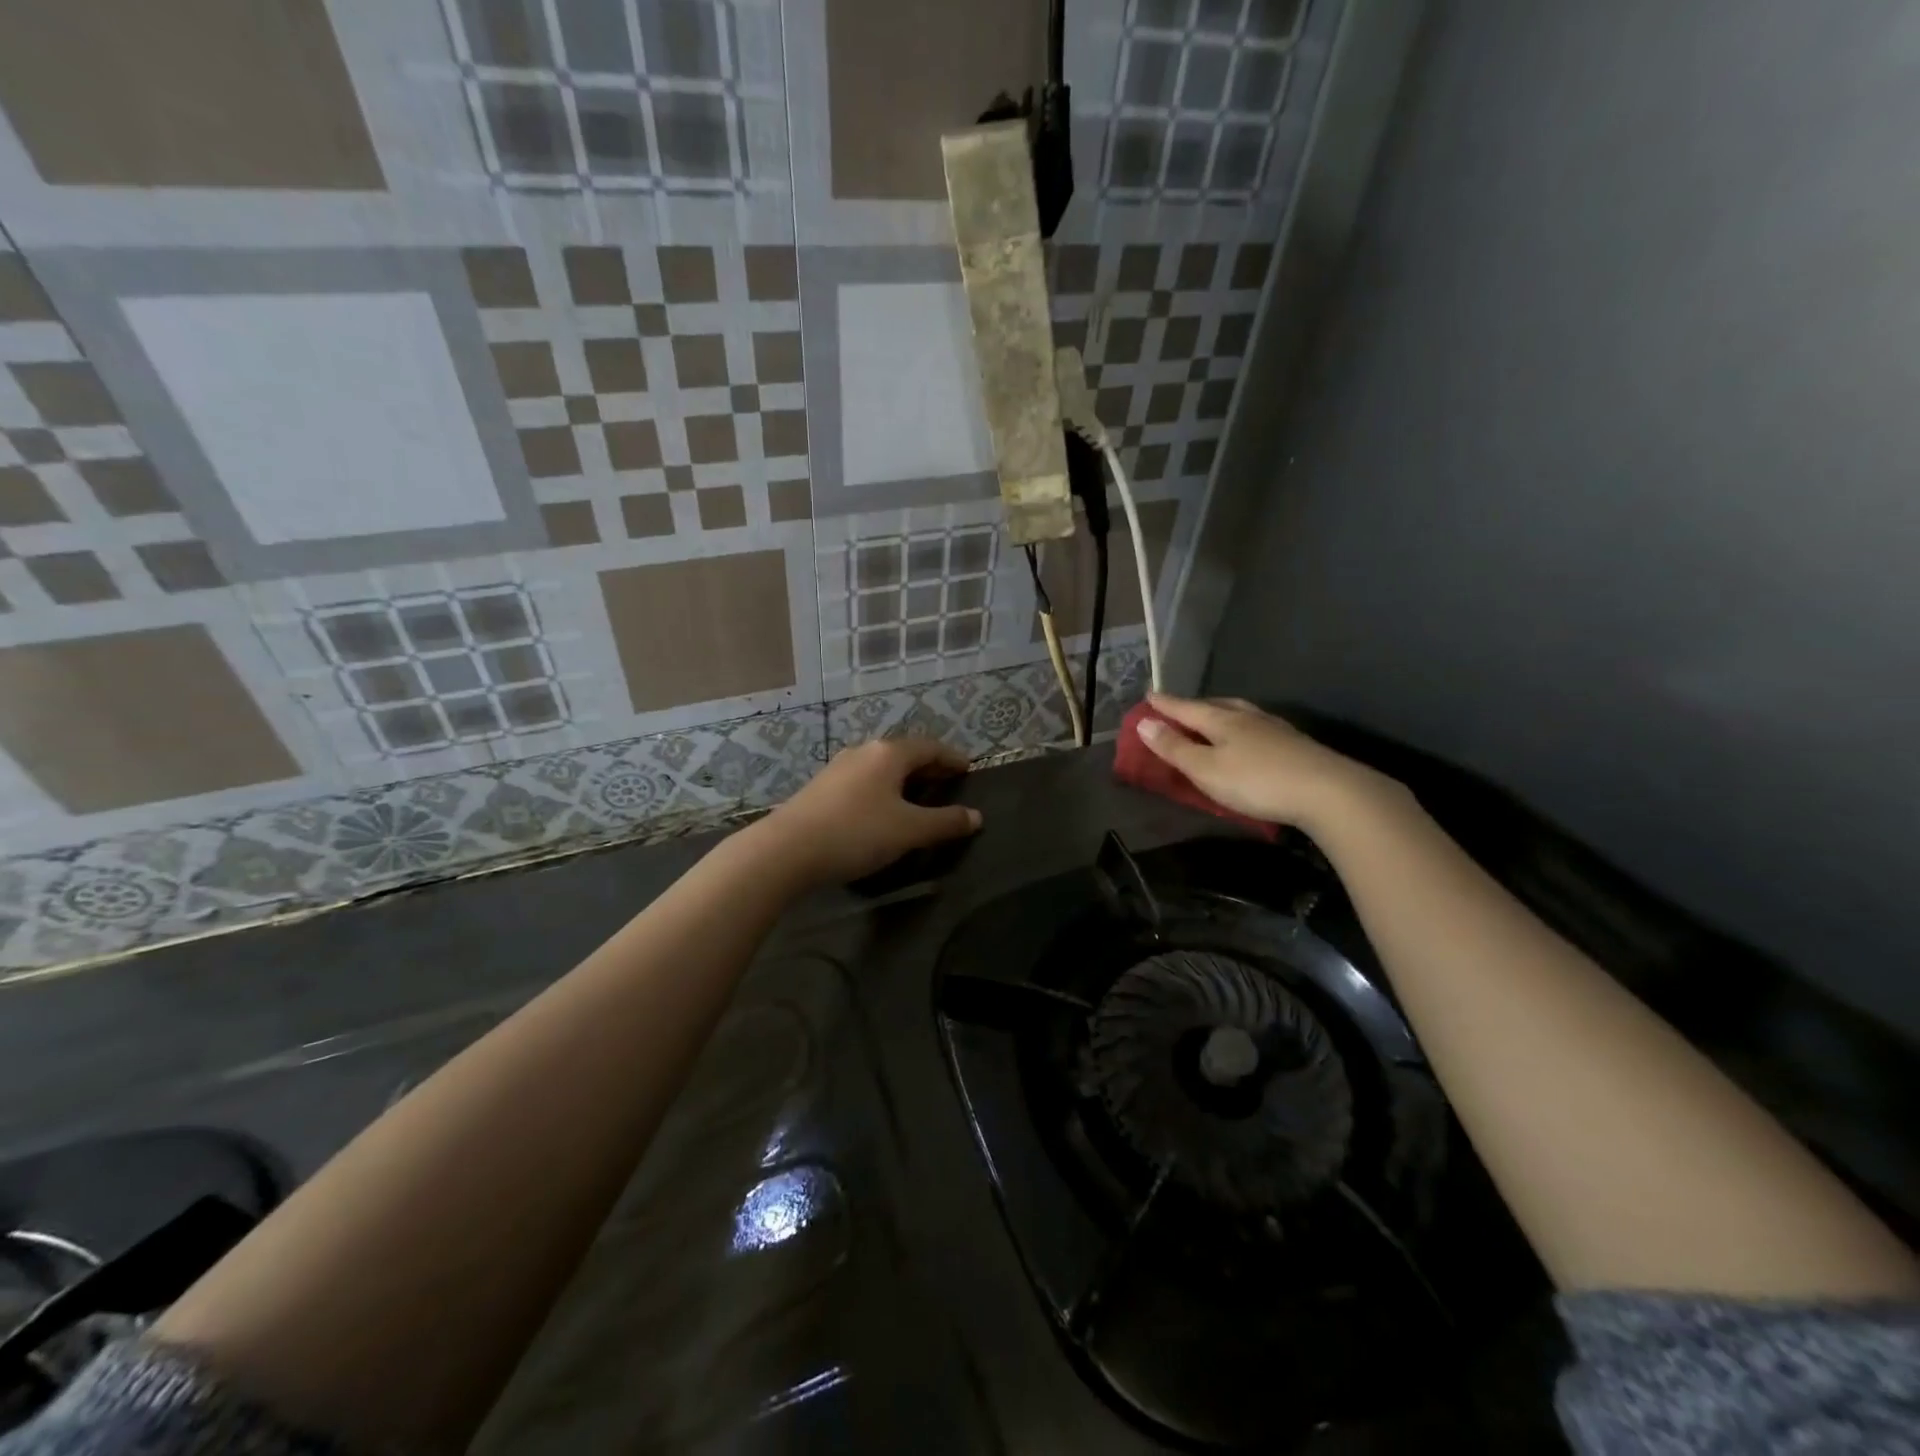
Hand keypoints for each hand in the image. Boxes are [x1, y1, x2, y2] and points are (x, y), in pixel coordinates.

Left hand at [751, 737, 981, 885]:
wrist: (786, 850)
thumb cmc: (857, 832)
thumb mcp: (909, 830)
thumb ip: (945, 822)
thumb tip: (976, 817)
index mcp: (889, 754)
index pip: (929, 747)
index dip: (951, 757)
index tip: (967, 767)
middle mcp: (863, 752)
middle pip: (904, 754)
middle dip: (928, 767)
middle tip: (948, 781)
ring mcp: (838, 768)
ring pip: (881, 767)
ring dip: (903, 778)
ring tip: (917, 796)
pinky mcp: (820, 788)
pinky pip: (863, 781)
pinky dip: (882, 789)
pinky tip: (881, 809)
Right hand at [1136, 695, 1399, 831]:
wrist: (1327, 791)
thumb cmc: (1256, 781)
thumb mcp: (1206, 769)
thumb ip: (1174, 748)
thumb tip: (1144, 722)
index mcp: (1222, 720)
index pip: (1185, 708)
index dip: (1165, 704)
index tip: (1149, 695)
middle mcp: (1247, 717)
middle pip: (1215, 705)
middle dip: (1193, 706)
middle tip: (1178, 708)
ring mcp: (1275, 729)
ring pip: (1240, 713)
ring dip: (1221, 714)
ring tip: (1212, 719)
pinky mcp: (1295, 744)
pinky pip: (1257, 727)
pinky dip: (1242, 727)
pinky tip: (1249, 737)